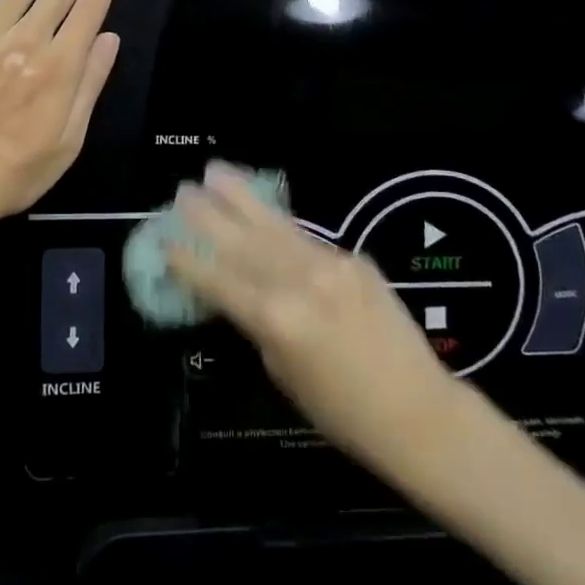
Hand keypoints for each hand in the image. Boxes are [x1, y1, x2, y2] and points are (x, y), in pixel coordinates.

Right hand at [167, 162, 473, 485]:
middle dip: (208, 215)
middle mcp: (299, 281)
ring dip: (242, 198)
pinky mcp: (354, 258)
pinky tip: (263, 212)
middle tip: (182, 190)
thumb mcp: (283, 373)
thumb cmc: (343, 413)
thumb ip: (258, 324)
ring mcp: (330, 264)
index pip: (219, 281)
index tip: (164, 239)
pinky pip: (306, 238)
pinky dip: (279, 224)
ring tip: (216, 171)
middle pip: (243, 241)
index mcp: (275, 318)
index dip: (188, 261)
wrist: (420, 413)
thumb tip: (240, 293)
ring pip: (274, 226)